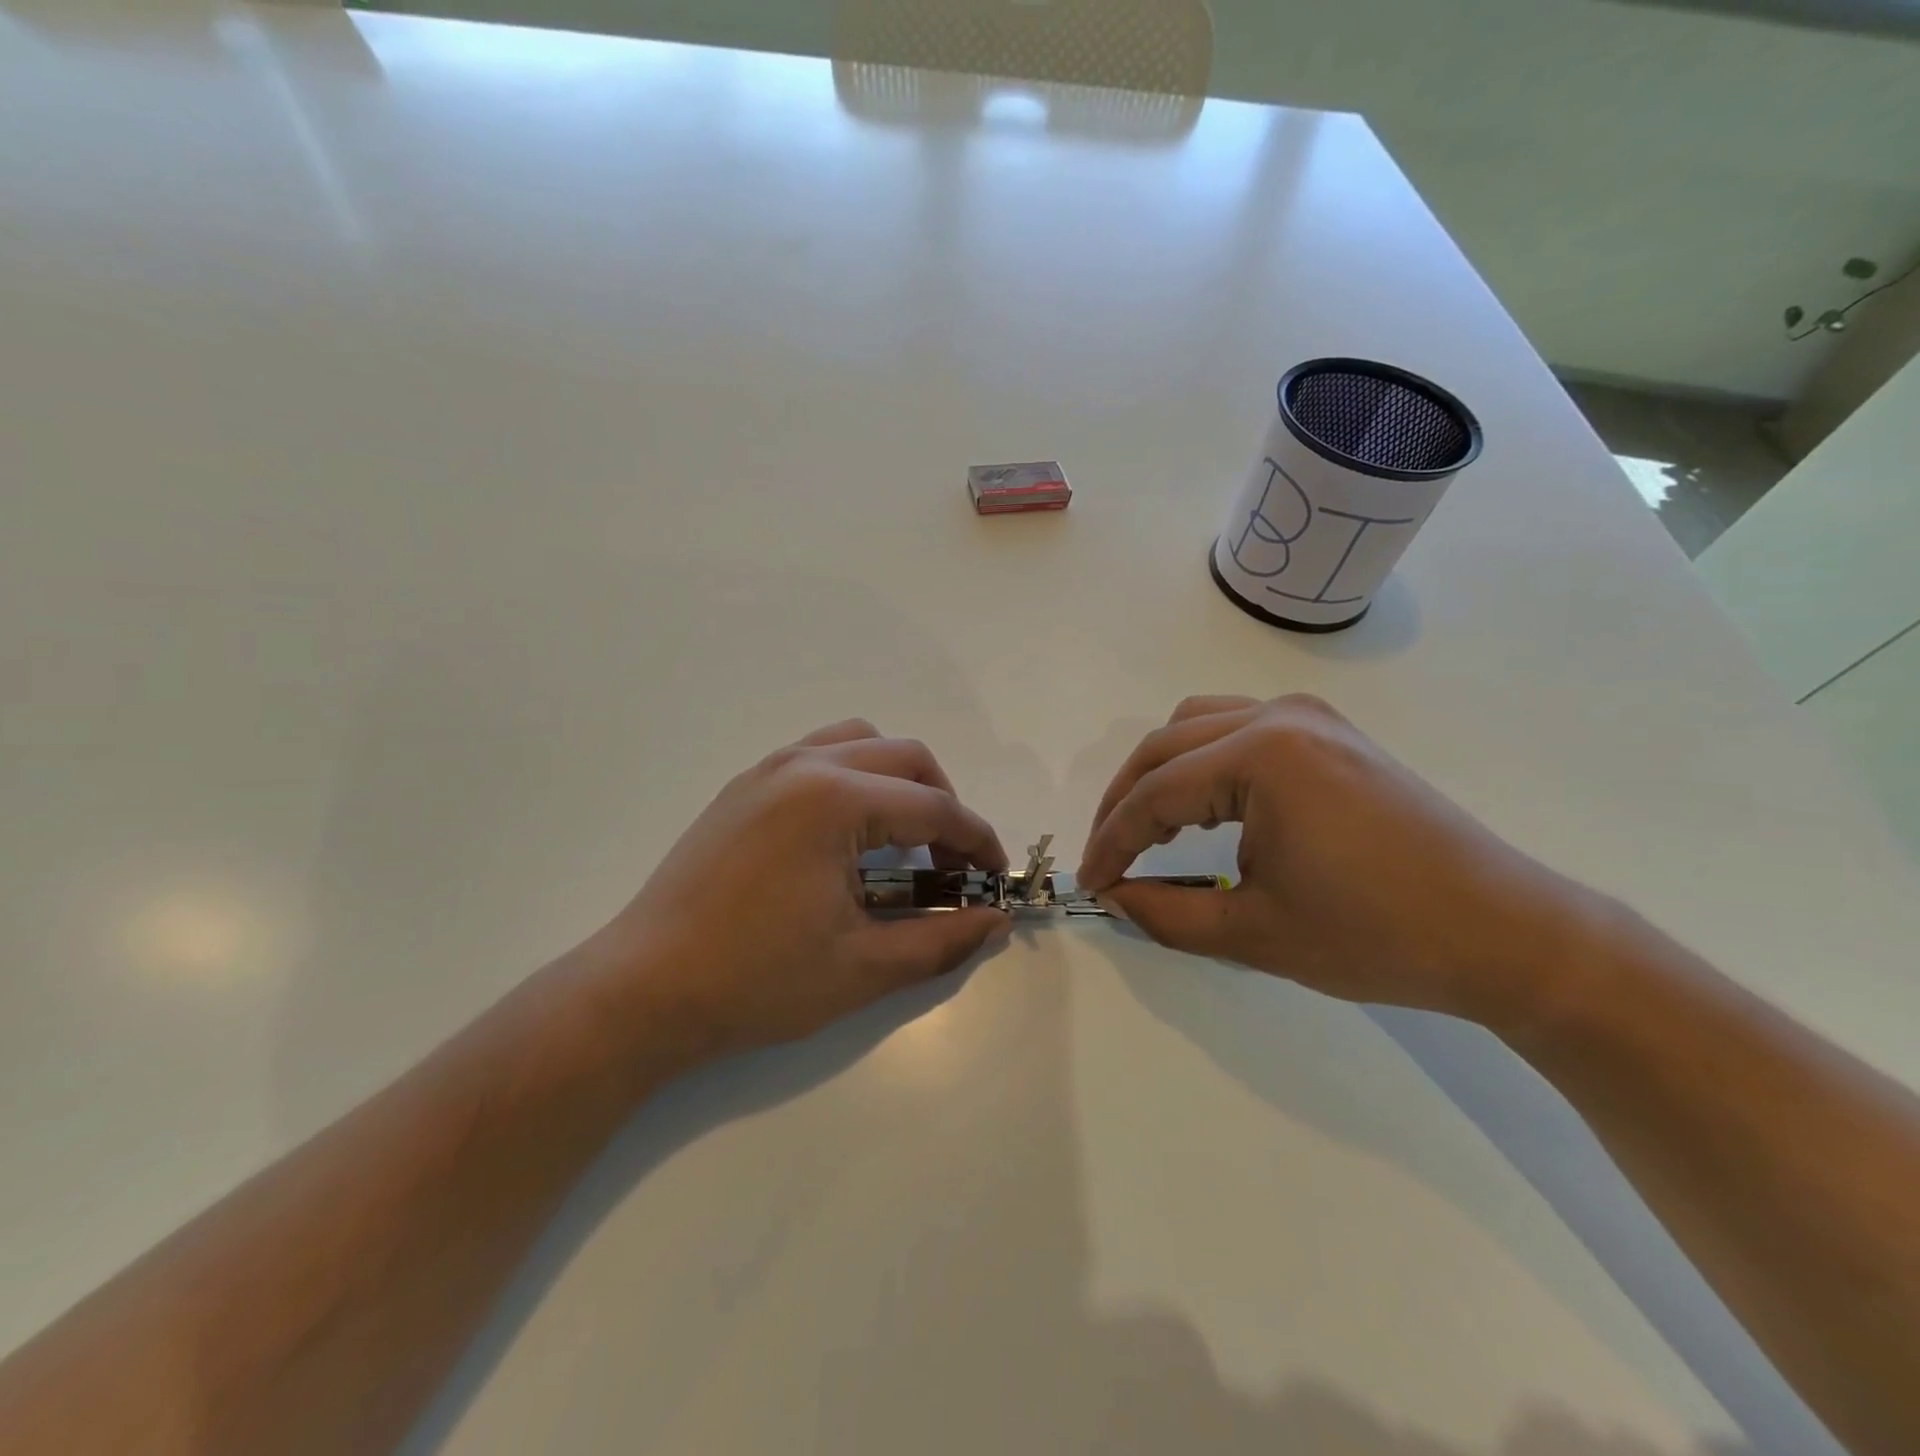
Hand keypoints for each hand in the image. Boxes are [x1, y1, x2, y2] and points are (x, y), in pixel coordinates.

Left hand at [584, 720, 1011, 1066]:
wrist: (643, 991)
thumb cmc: (756, 982)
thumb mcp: (862, 968)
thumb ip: (940, 940)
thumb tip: (994, 923)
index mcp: (835, 801)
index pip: (933, 808)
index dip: (976, 842)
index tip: (995, 878)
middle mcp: (804, 766)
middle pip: (906, 759)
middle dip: (943, 804)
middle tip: (950, 863)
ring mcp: (767, 770)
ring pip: (860, 742)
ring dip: (898, 780)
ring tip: (902, 837)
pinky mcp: (743, 787)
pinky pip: (818, 754)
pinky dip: (854, 777)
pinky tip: (847, 833)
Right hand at [1078, 694, 1601, 1026]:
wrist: (1504, 933)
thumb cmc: (1378, 937)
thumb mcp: (1254, 934)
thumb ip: (1165, 913)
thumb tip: (1112, 896)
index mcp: (1262, 756)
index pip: (1155, 793)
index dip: (1112, 841)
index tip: (1089, 882)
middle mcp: (1279, 716)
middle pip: (1165, 746)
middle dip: (1124, 802)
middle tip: (1107, 857)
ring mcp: (1309, 717)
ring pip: (1196, 725)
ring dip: (1159, 773)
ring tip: (1145, 828)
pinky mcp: (1329, 732)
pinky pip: (1236, 726)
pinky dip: (1201, 759)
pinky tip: (1200, 801)